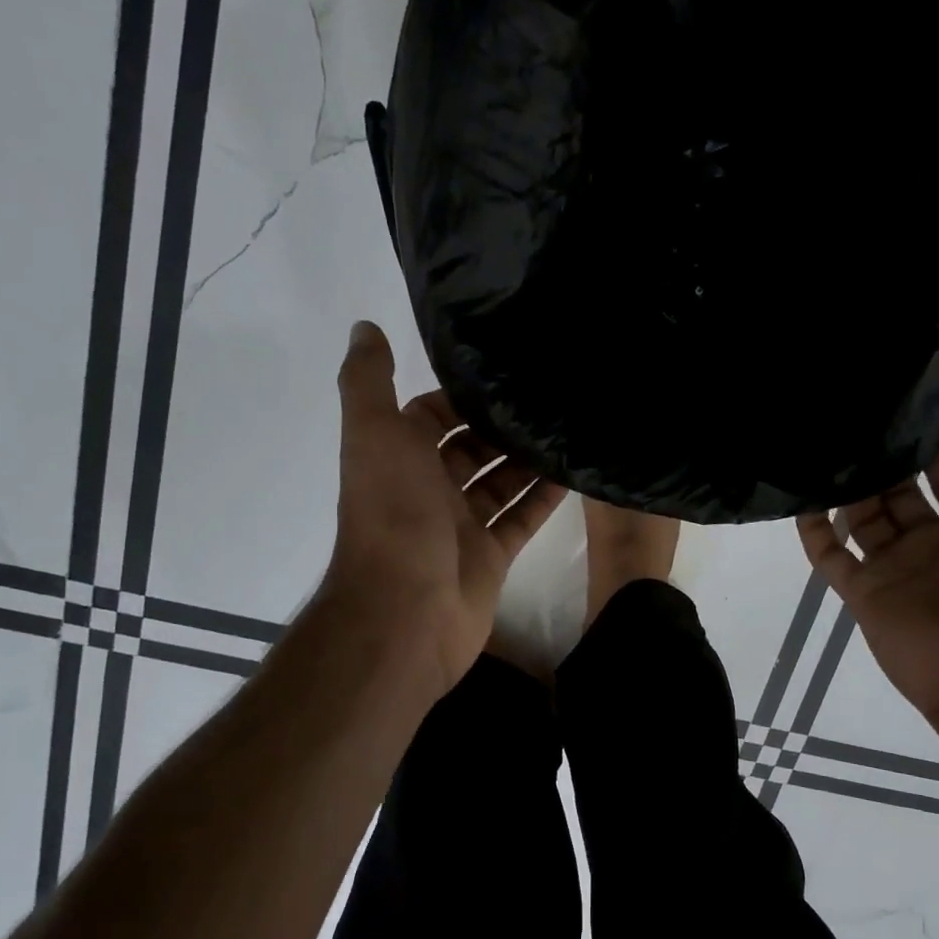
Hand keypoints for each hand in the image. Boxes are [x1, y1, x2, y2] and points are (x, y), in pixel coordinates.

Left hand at [323, 321, 566, 692]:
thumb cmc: (393, 515)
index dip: (460, 396)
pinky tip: (575, 474)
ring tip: (569, 427)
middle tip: (550, 398)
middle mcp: (428, 489)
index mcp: (398, 458)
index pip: (430, 415)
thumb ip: (368, 381)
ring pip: (500, 483)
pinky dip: (544, 499)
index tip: (504, 371)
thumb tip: (364, 327)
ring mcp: (461, 526)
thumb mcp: (374, 434)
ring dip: (528, 460)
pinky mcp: (491, 557)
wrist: (406, 611)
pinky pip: (521, 519)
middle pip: (470, 449)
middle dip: (502, 427)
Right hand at [797, 402, 938, 739]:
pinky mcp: (863, 594)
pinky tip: (801, 499)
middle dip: (882, 462)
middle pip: (898, 493)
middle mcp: (934, 544)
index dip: (932, 447)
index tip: (907, 411)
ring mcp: (895, 569)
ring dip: (846, 487)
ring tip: (825, 450)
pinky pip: (829, 557)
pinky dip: (813, 531)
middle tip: (855, 424)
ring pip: (861, 518)